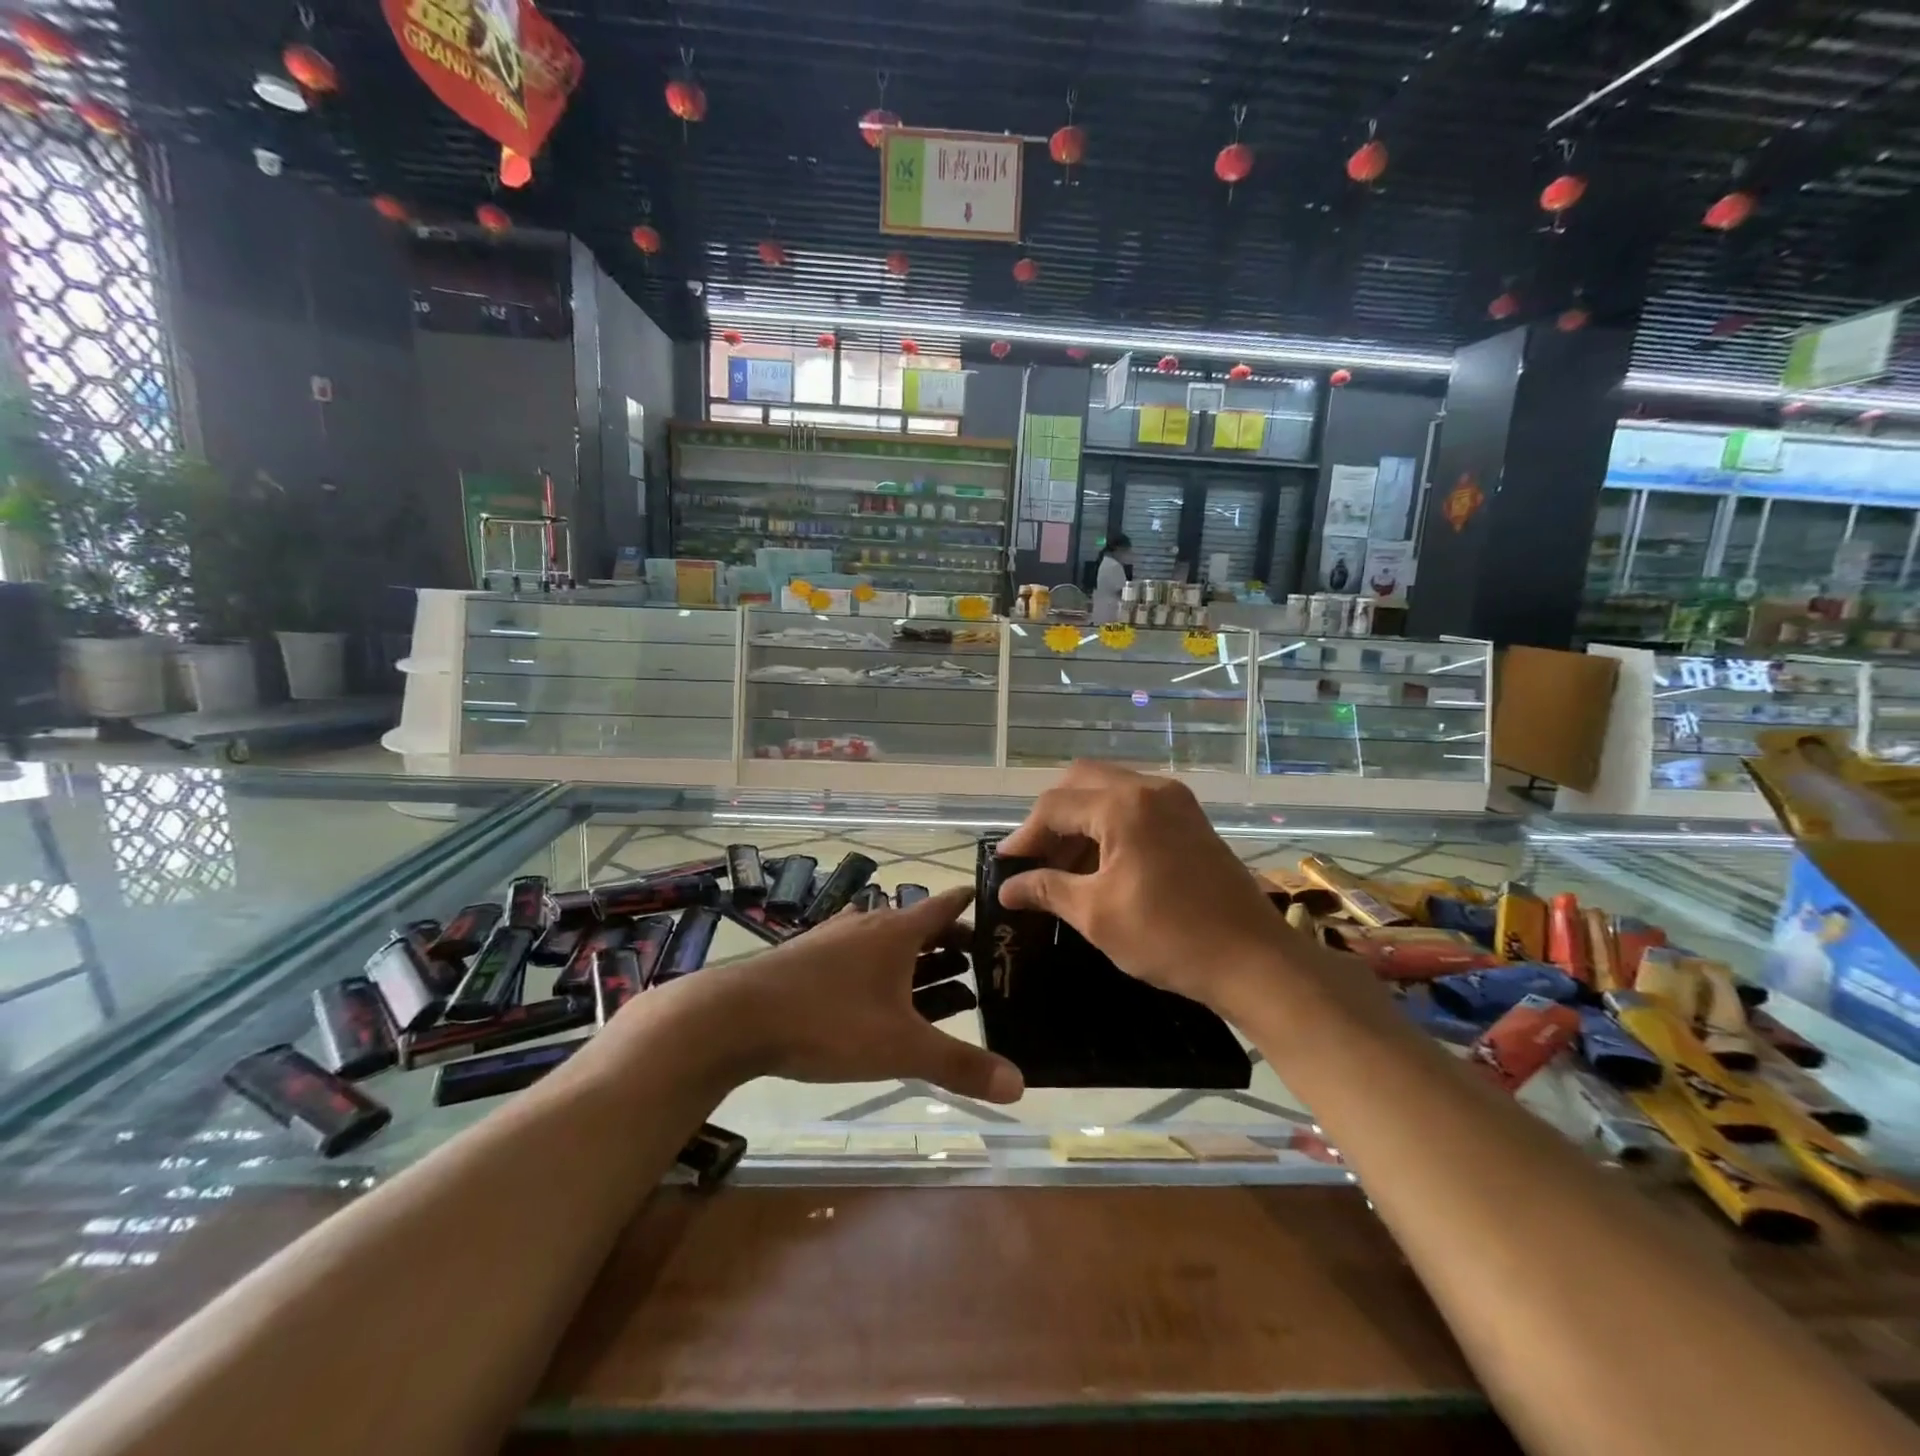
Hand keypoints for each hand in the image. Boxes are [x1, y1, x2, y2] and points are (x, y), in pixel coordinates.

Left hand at [710, 887, 1022, 1103]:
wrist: (736, 1016)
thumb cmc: (828, 1021)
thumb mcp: (900, 1048)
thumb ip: (959, 1066)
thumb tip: (1020, 1085)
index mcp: (898, 931)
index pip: (947, 903)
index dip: (975, 904)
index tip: (1001, 909)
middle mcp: (869, 924)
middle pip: (920, 925)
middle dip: (952, 942)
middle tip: (981, 962)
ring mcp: (835, 939)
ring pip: (888, 942)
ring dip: (917, 959)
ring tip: (943, 982)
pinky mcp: (808, 959)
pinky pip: (860, 957)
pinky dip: (882, 971)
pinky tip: (879, 996)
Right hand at [995, 761, 1284, 1007]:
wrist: (1255, 961)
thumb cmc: (1169, 937)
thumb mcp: (1096, 914)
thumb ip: (1046, 890)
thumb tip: (1006, 888)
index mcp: (1124, 805)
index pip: (1055, 806)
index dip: (1024, 836)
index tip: (1004, 867)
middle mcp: (1150, 788)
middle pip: (1081, 782)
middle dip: (1051, 819)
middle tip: (1034, 859)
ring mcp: (1175, 801)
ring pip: (1109, 791)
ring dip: (1080, 822)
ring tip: (1062, 869)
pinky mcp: (1190, 819)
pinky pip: (1135, 806)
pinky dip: (1108, 826)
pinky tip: (1099, 865)